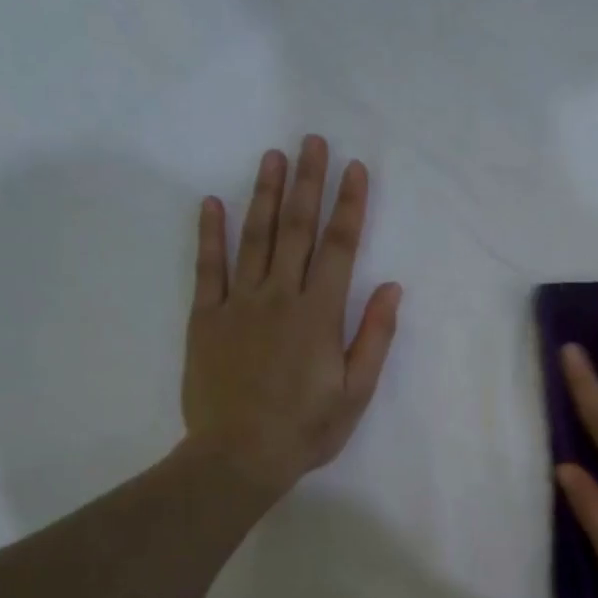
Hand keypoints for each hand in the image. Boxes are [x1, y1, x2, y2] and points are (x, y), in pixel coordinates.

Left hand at [182, 136, 400, 497]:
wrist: (239, 455)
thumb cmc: (307, 428)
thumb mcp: (356, 391)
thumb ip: (374, 336)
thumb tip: (391, 287)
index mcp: (320, 314)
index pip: (340, 248)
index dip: (350, 205)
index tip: (355, 169)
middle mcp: (280, 297)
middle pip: (296, 229)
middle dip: (308, 183)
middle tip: (312, 141)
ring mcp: (239, 304)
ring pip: (254, 238)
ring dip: (264, 194)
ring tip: (273, 157)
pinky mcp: (206, 318)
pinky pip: (208, 268)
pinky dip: (210, 234)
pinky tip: (212, 203)